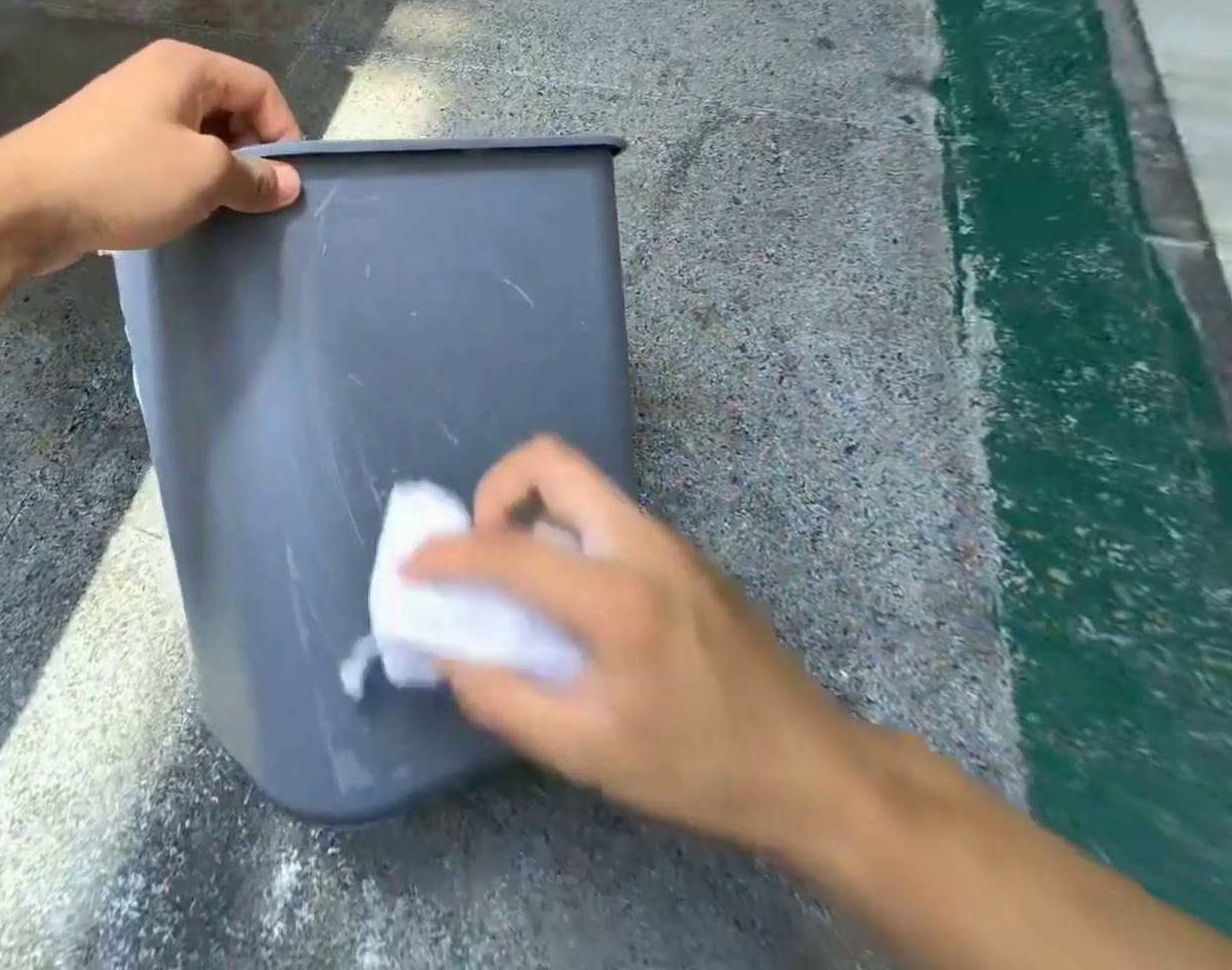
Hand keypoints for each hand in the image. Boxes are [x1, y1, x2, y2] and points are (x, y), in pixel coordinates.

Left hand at [0, 40, 303, 272]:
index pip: (260, 87)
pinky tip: (180, 211)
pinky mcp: (106, 143)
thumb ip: (254, 178)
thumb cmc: (123, 177)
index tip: (287, 182)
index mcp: (186, 66)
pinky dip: (183, 179)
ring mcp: (127, 109)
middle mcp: (157, 76)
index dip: (285, 132)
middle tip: (254, 199)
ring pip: (197, 135)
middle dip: (251, 154)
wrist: (18, 206)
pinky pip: (164, 154)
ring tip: (220, 210)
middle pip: (229, 108)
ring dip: (217, 171)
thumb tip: (289, 184)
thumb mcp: (204, 176)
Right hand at [403, 436, 870, 860]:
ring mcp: (663, 537)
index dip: (447, 555)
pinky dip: (559, 528)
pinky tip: (566, 591)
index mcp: (617, 596)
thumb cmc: (701, 767)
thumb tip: (447, 655)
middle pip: (549, 459)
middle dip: (495, 488)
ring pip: (575, 480)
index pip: (509, 550)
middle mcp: (639, 542)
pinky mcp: (675, 547)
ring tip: (516, 570)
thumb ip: (503, 699)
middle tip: (482, 544)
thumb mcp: (590, 754)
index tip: (414, 568)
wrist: (817, 770)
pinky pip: (597, 510)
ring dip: (528, 508)